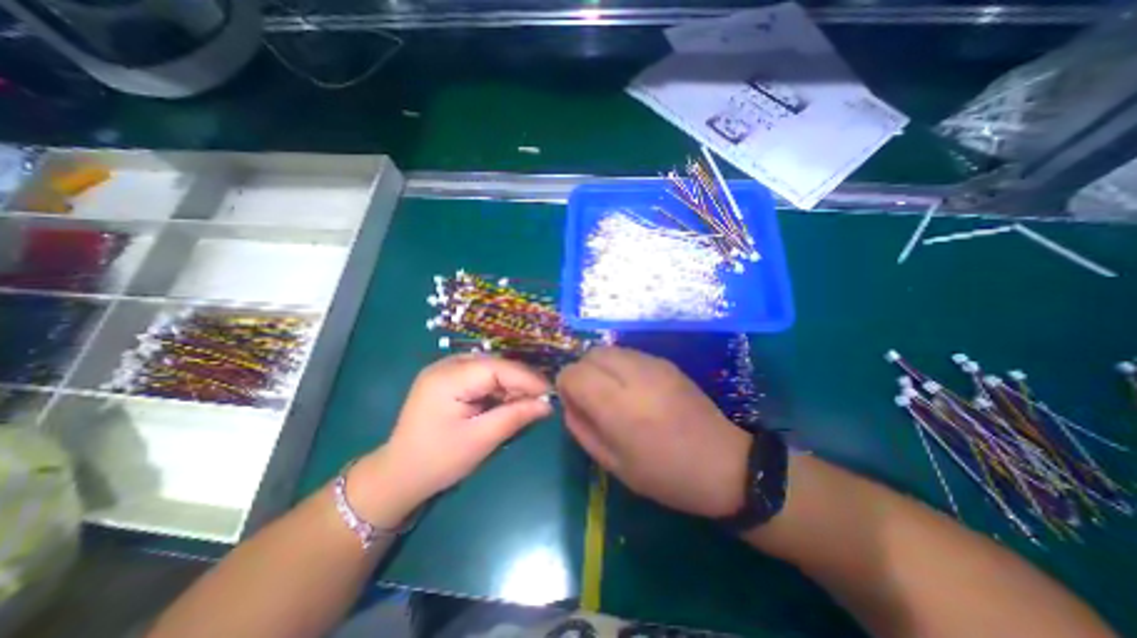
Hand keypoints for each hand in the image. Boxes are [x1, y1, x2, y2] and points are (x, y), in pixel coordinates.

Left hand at [353, 355, 552, 522]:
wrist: (398, 476)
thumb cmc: (438, 461)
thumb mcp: (480, 440)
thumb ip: (515, 417)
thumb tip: (547, 404)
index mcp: (448, 378)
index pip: (497, 368)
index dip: (526, 378)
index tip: (550, 392)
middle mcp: (446, 366)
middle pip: (495, 365)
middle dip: (520, 382)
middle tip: (541, 400)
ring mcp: (445, 371)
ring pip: (490, 369)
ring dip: (510, 385)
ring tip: (527, 403)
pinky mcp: (448, 380)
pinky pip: (481, 377)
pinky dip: (498, 388)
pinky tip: (507, 402)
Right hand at [557, 350, 751, 517]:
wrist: (724, 463)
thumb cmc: (665, 474)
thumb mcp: (613, 463)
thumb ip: (581, 428)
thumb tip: (568, 402)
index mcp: (619, 406)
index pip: (574, 373)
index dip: (565, 386)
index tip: (574, 403)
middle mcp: (634, 376)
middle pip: (590, 354)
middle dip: (581, 372)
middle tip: (591, 398)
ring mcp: (653, 364)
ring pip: (608, 349)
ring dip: (600, 367)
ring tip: (611, 392)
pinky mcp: (665, 362)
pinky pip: (628, 353)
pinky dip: (618, 365)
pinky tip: (632, 388)